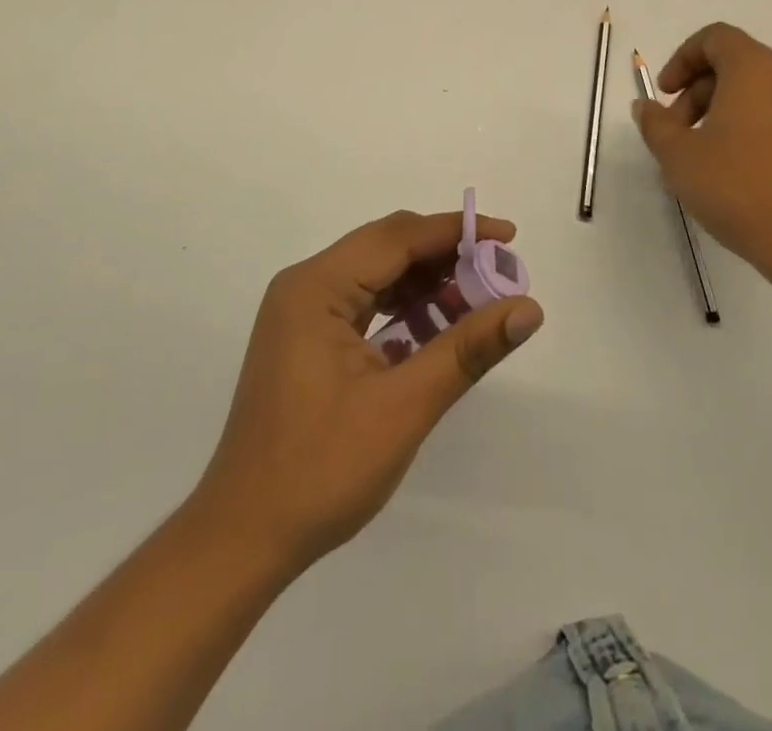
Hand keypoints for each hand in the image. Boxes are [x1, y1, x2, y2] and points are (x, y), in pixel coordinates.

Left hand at [190, 209, 543, 571]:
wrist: (243, 539)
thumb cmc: (320, 470)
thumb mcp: (403, 407)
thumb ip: (467, 349)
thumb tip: (528, 308)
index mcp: (317, 287)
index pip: (398, 237)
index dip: (457, 231)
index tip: (509, 236)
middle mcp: (306, 286)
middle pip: (388, 249)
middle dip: (447, 257)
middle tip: (501, 276)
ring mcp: (303, 313)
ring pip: (379, 276)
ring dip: (429, 285)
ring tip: (480, 304)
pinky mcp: (308, 339)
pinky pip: (366, 305)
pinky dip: (406, 311)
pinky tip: (439, 331)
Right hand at [633, 22, 771, 306]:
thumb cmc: (741, 189)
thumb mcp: (679, 157)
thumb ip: (656, 124)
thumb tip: (646, 107)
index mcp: (757, 68)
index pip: (715, 38)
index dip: (682, 60)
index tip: (665, 95)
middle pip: (736, 65)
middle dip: (699, 92)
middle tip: (678, 133)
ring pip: (761, 91)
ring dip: (726, 111)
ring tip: (707, 156)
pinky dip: (756, 126)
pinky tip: (742, 170)